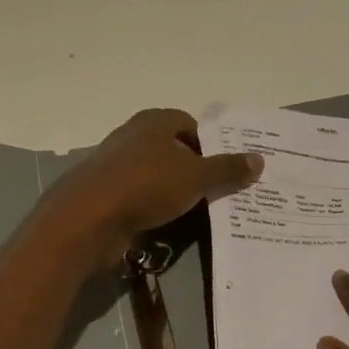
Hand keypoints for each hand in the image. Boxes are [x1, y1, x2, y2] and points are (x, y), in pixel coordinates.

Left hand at [43, 109, 262, 267]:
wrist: (88, 217)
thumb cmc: (146, 185)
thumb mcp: (196, 177)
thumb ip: (227, 168)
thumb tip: (259, 159)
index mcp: (154, 122)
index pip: (191, 125)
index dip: (212, 145)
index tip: (229, 170)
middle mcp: (134, 136)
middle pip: (174, 150)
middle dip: (196, 170)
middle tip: (221, 193)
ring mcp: (117, 165)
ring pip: (157, 176)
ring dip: (175, 192)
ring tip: (200, 213)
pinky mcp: (107, 194)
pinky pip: (141, 198)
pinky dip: (156, 208)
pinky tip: (170, 225)